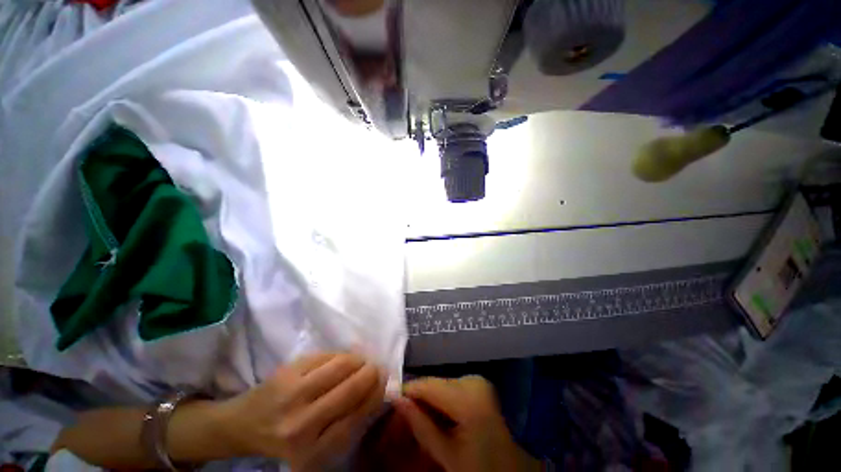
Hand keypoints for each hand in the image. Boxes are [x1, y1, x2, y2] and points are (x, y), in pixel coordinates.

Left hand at [217, 353, 384, 470]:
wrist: (242, 425)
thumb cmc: (285, 438)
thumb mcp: (317, 445)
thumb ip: (347, 423)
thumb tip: (377, 391)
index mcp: (311, 450)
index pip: (356, 417)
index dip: (375, 396)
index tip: (384, 385)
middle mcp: (302, 424)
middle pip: (352, 388)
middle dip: (371, 373)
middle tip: (377, 368)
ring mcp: (293, 393)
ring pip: (341, 365)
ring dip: (358, 360)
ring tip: (361, 362)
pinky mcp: (287, 371)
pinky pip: (326, 355)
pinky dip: (340, 355)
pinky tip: (342, 359)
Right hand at [393, 376, 541, 471]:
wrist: (511, 468)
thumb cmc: (480, 467)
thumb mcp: (447, 453)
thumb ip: (420, 424)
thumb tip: (396, 399)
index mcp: (467, 396)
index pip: (426, 385)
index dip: (406, 392)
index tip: (389, 401)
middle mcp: (472, 380)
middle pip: (434, 384)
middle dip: (417, 399)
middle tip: (402, 416)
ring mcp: (477, 382)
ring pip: (441, 386)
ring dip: (428, 401)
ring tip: (417, 419)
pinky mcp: (479, 386)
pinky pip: (451, 389)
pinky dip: (440, 401)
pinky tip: (435, 416)